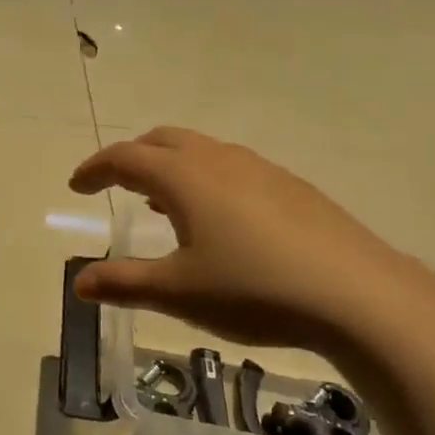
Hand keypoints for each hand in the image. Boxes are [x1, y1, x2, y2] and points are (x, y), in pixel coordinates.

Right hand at [69, 128, 434, 351]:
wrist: (358, 294)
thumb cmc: (254, 289)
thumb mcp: (179, 291)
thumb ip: (124, 283)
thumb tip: (79, 282)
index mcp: (184, 176)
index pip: (125, 157)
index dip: (95, 168)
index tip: (76, 186)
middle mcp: (218, 159)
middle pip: (162, 140)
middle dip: (131, 157)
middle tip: (114, 184)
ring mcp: (259, 168)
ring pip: (200, 150)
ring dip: (170, 166)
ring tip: (161, 202)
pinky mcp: (291, 186)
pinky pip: (231, 166)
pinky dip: (204, 178)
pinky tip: (218, 218)